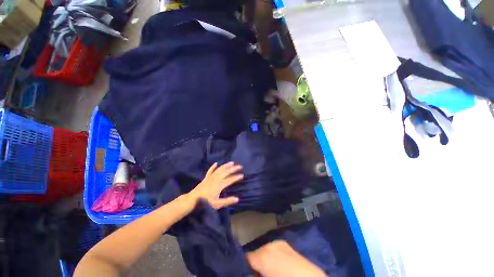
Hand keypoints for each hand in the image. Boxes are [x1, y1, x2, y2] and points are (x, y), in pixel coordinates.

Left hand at [187, 162, 242, 208]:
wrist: (193, 199)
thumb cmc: (206, 202)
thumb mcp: (217, 204)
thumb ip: (227, 201)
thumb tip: (237, 199)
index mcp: (220, 184)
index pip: (230, 179)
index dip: (236, 177)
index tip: (242, 175)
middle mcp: (216, 178)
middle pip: (227, 172)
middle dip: (234, 168)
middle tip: (240, 166)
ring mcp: (211, 177)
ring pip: (220, 169)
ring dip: (226, 165)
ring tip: (232, 162)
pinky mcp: (206, 177)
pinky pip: (210, 170)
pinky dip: (213, 167)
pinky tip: (216, 163)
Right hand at [246, 241, 327, 276]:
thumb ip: (256, 274)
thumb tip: (251, 272)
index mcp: (263, 257)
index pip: (247, 258)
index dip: (244, 266)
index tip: (246, 271)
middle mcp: (269, 245)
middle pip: (255, 253)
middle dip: (254, 263)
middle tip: (258, 273)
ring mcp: (278, 243)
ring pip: (264, 250)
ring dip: (263, 259)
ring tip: (267, 270)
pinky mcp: (285, 244)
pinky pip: (273, 249)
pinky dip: (271, 256)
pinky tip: (276, 265)